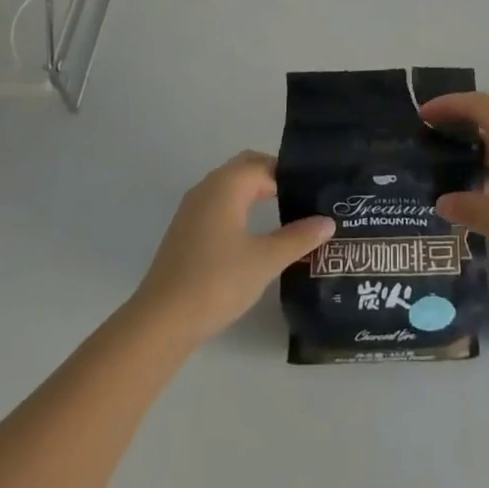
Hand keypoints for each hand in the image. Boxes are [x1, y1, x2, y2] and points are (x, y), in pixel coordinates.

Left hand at [129, 151, 333, 344]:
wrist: (160, 322)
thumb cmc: (216, 282)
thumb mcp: (265, 260)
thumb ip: (298, 238)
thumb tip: (328, 222)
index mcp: (227, 185)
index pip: (266, 165)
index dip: (292, 175)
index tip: (316, 190)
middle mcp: (207, 187)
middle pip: (246, 169)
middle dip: (274, 178)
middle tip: (303, 198)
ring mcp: (192, 209)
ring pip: (231, 187)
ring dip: (256, 193)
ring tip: (286, 213)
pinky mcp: (185, 231)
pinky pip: (219, 205)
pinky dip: (240, 208)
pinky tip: (254, 235)